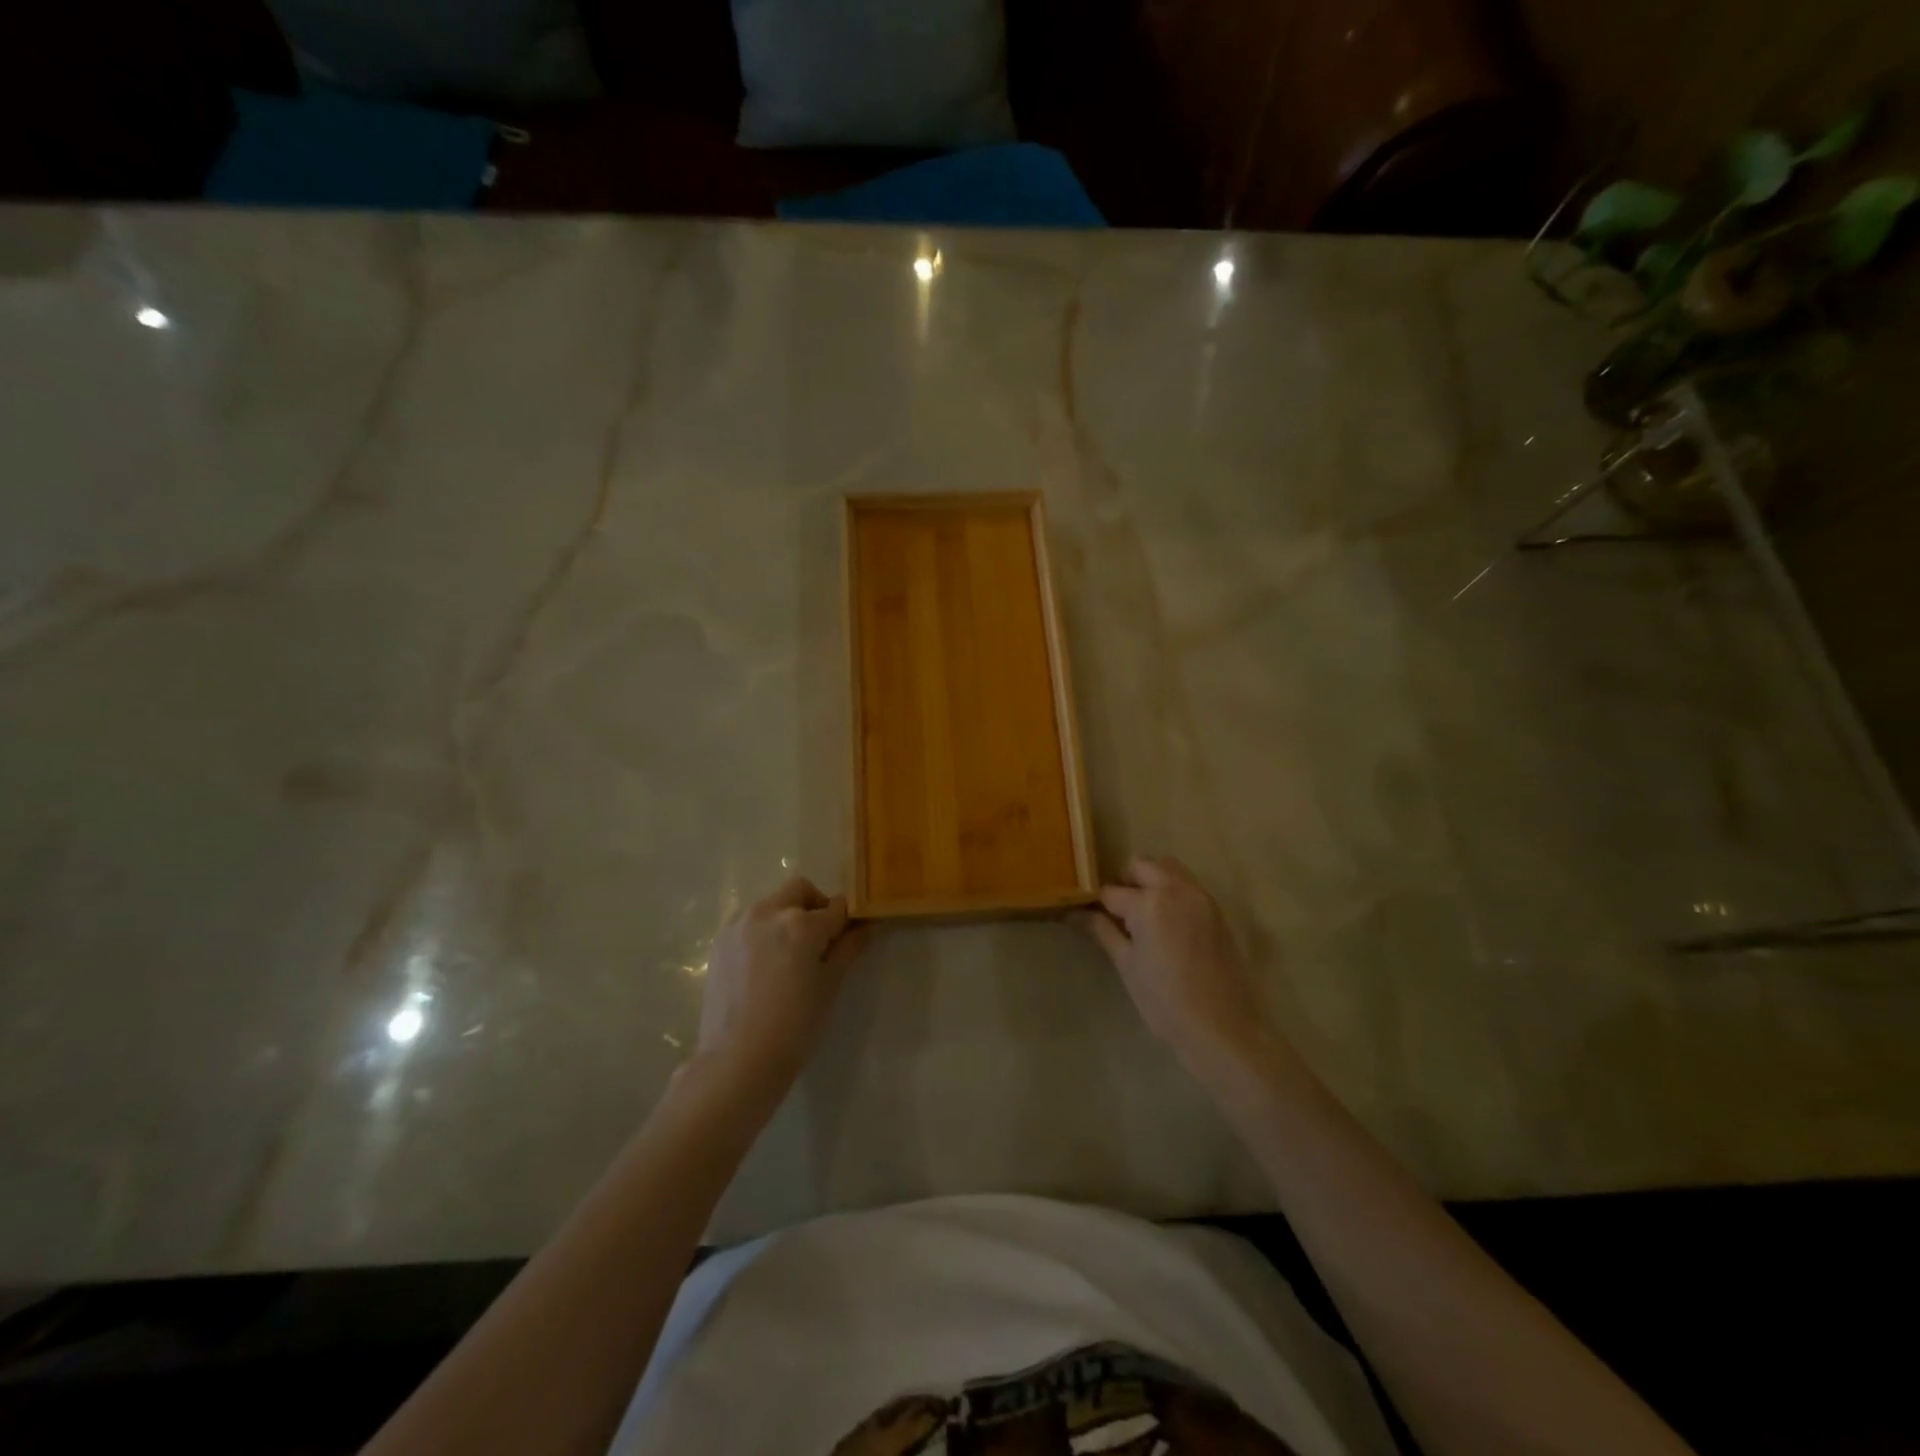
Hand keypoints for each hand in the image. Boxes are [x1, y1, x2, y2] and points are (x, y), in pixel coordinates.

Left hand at [696, 876, 869, 1085]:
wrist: (737, 1061)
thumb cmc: (794, 1027)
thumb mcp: (829, 986)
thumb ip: (849, 948)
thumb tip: (868, 925)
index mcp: (800, 924)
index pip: (836, 907)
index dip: (847, 921)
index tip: (849, 936)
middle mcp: (767, 913)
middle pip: (799, 891)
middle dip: (814, 907)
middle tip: (820, 941)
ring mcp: (739, 925)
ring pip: (772, 903)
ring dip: (787, 916)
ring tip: (789, 956)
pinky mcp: (720, 942)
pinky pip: (749, 922)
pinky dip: (764, 931)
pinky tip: (764, 966)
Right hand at [1074, 856, 1272, 1074]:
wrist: (1220, 1027)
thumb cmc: (1164, 1001)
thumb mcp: (1127, 966)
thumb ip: (1103, 932)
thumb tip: (1078, 915)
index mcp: (1148, 903)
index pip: (1111, 892)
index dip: (1097, 904)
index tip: (1091, 915)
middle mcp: (1175, 890)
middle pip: (1141, 865)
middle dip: (1125, 882)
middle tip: (1118, 912)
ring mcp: (1200, 897)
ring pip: (1168, 868)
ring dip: (1151, 880)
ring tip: (1145, 914)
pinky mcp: (1216, 910)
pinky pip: (1188, 885)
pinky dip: (1172, 891)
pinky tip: (1168, 923)